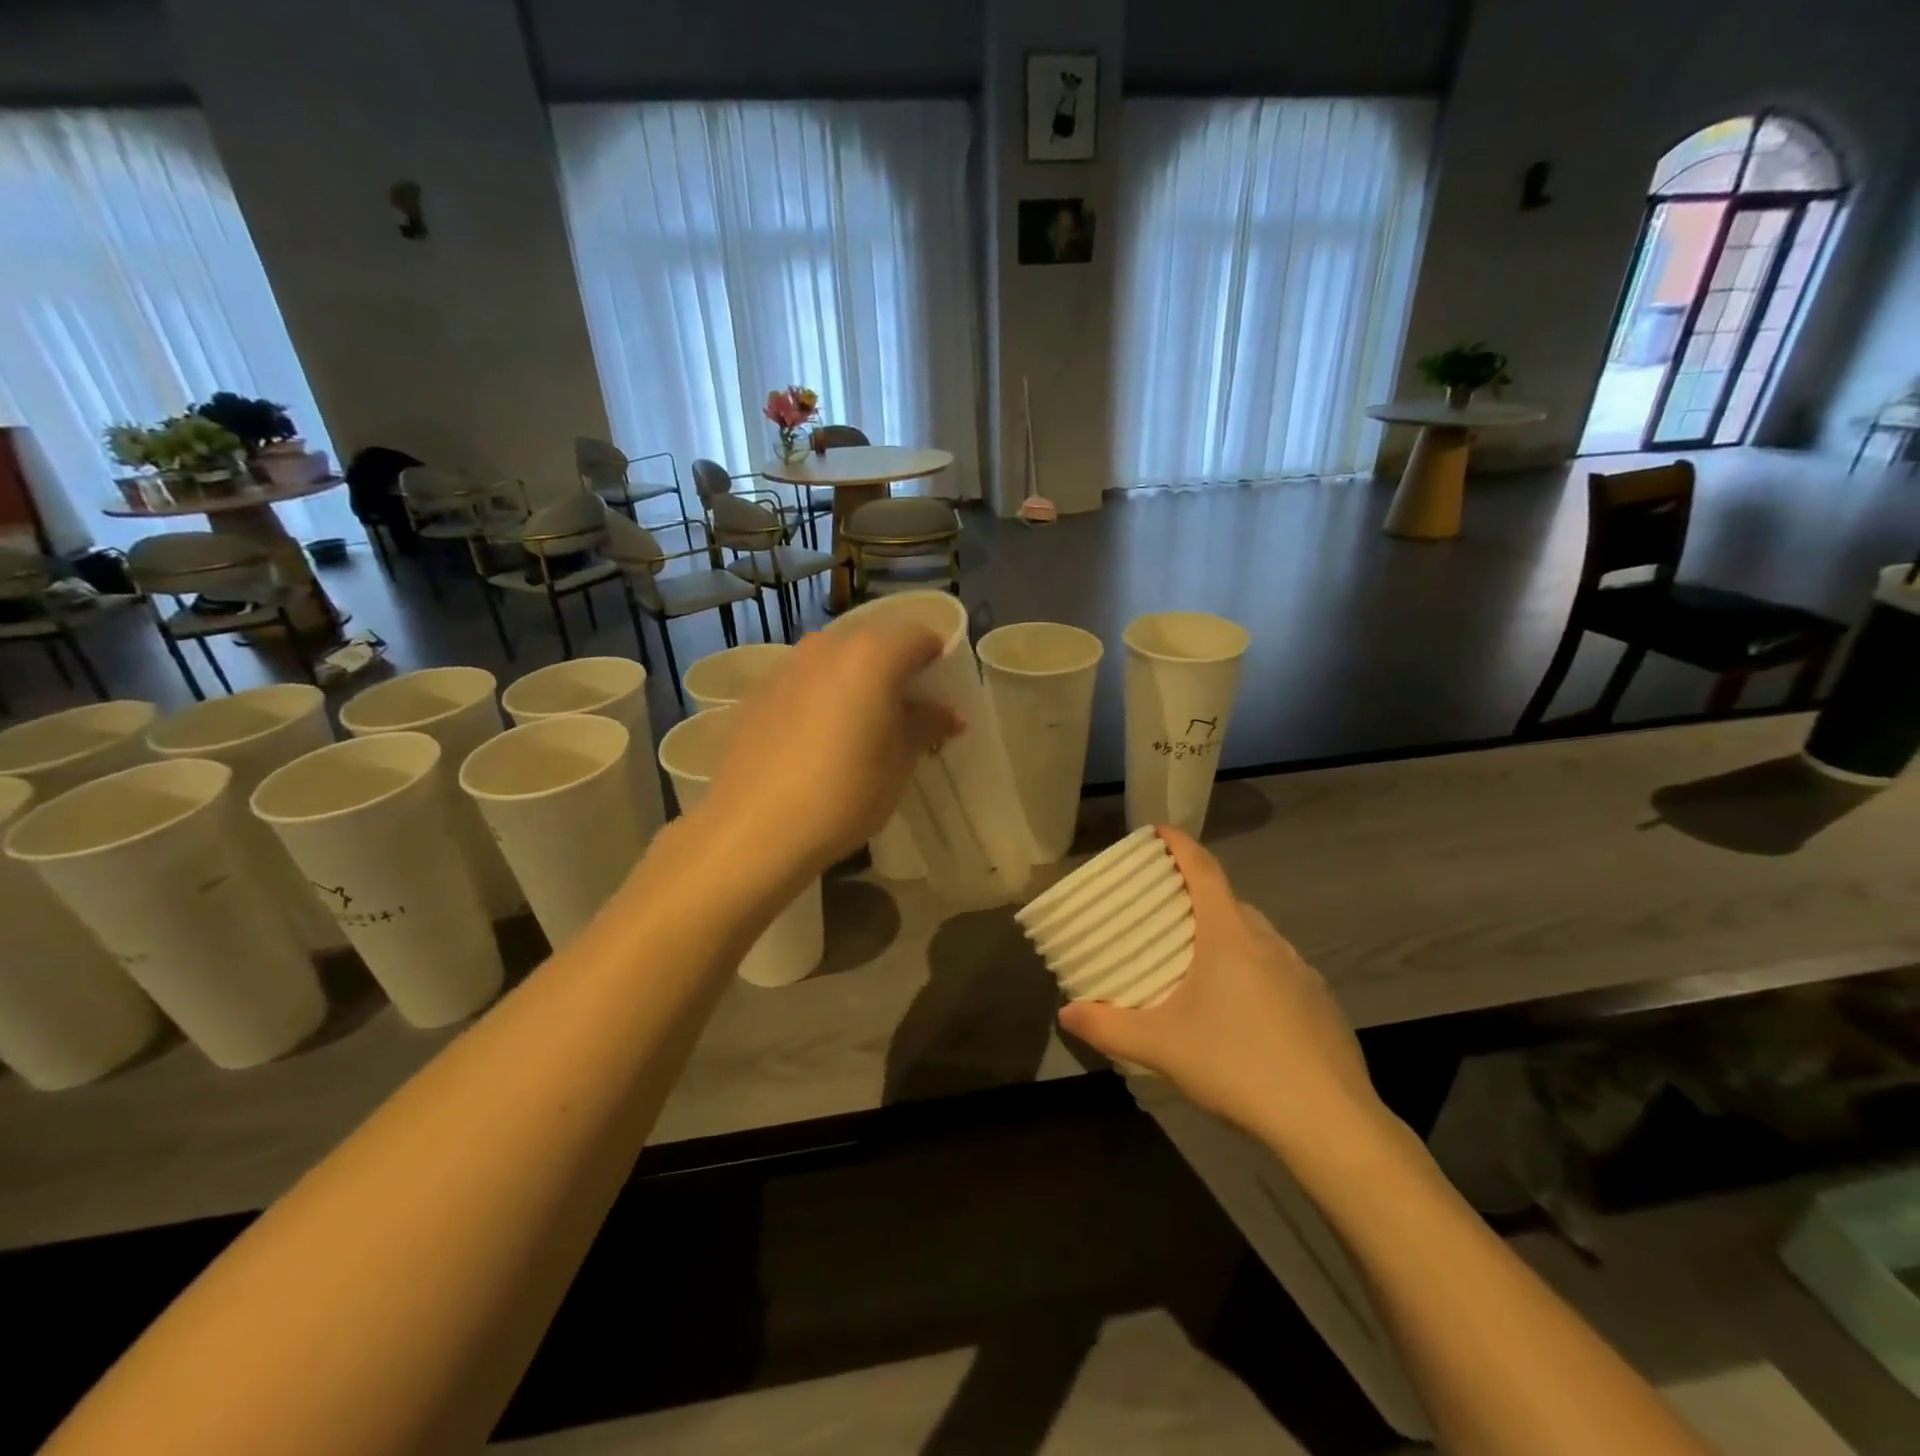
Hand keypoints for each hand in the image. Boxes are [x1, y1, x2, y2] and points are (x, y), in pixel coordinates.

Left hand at [700, 621, 957, 875]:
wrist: (753, 829)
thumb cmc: (844, 792)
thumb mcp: (899, 762)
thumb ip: (926, 725)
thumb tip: (946, 713)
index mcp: (871, 654)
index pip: (920, 635)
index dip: (937, 661)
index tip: (940, 697)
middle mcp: (827, 646)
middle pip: (875, 642)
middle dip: (896, 671)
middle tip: (906, 714)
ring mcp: (787, 667)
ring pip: (837, 661)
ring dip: (857, 683)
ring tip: (862, 729)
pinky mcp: (758, 693)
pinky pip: (805, 682)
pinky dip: (822, 697)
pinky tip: (819, 742)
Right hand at [1058, 829, 1388, 1156]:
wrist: (1331, 1123)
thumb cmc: (1238, 1066)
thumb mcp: (1161, 1047)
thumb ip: (1109, 1026)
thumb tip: (1066, 1012)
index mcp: (1229, 936)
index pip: (1204, 870)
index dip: (1180, 845)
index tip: (1159, 831)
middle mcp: (1269, 941)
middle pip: (1228, 901)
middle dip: (1196, 896)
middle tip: (1164, 912)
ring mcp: (1302, 971)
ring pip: (1256, 936)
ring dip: (1226, 935)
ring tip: (1198, 963)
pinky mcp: (1321, 1003)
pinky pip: (1279, 968)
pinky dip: (1254, 970)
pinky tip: (1243, 1012)